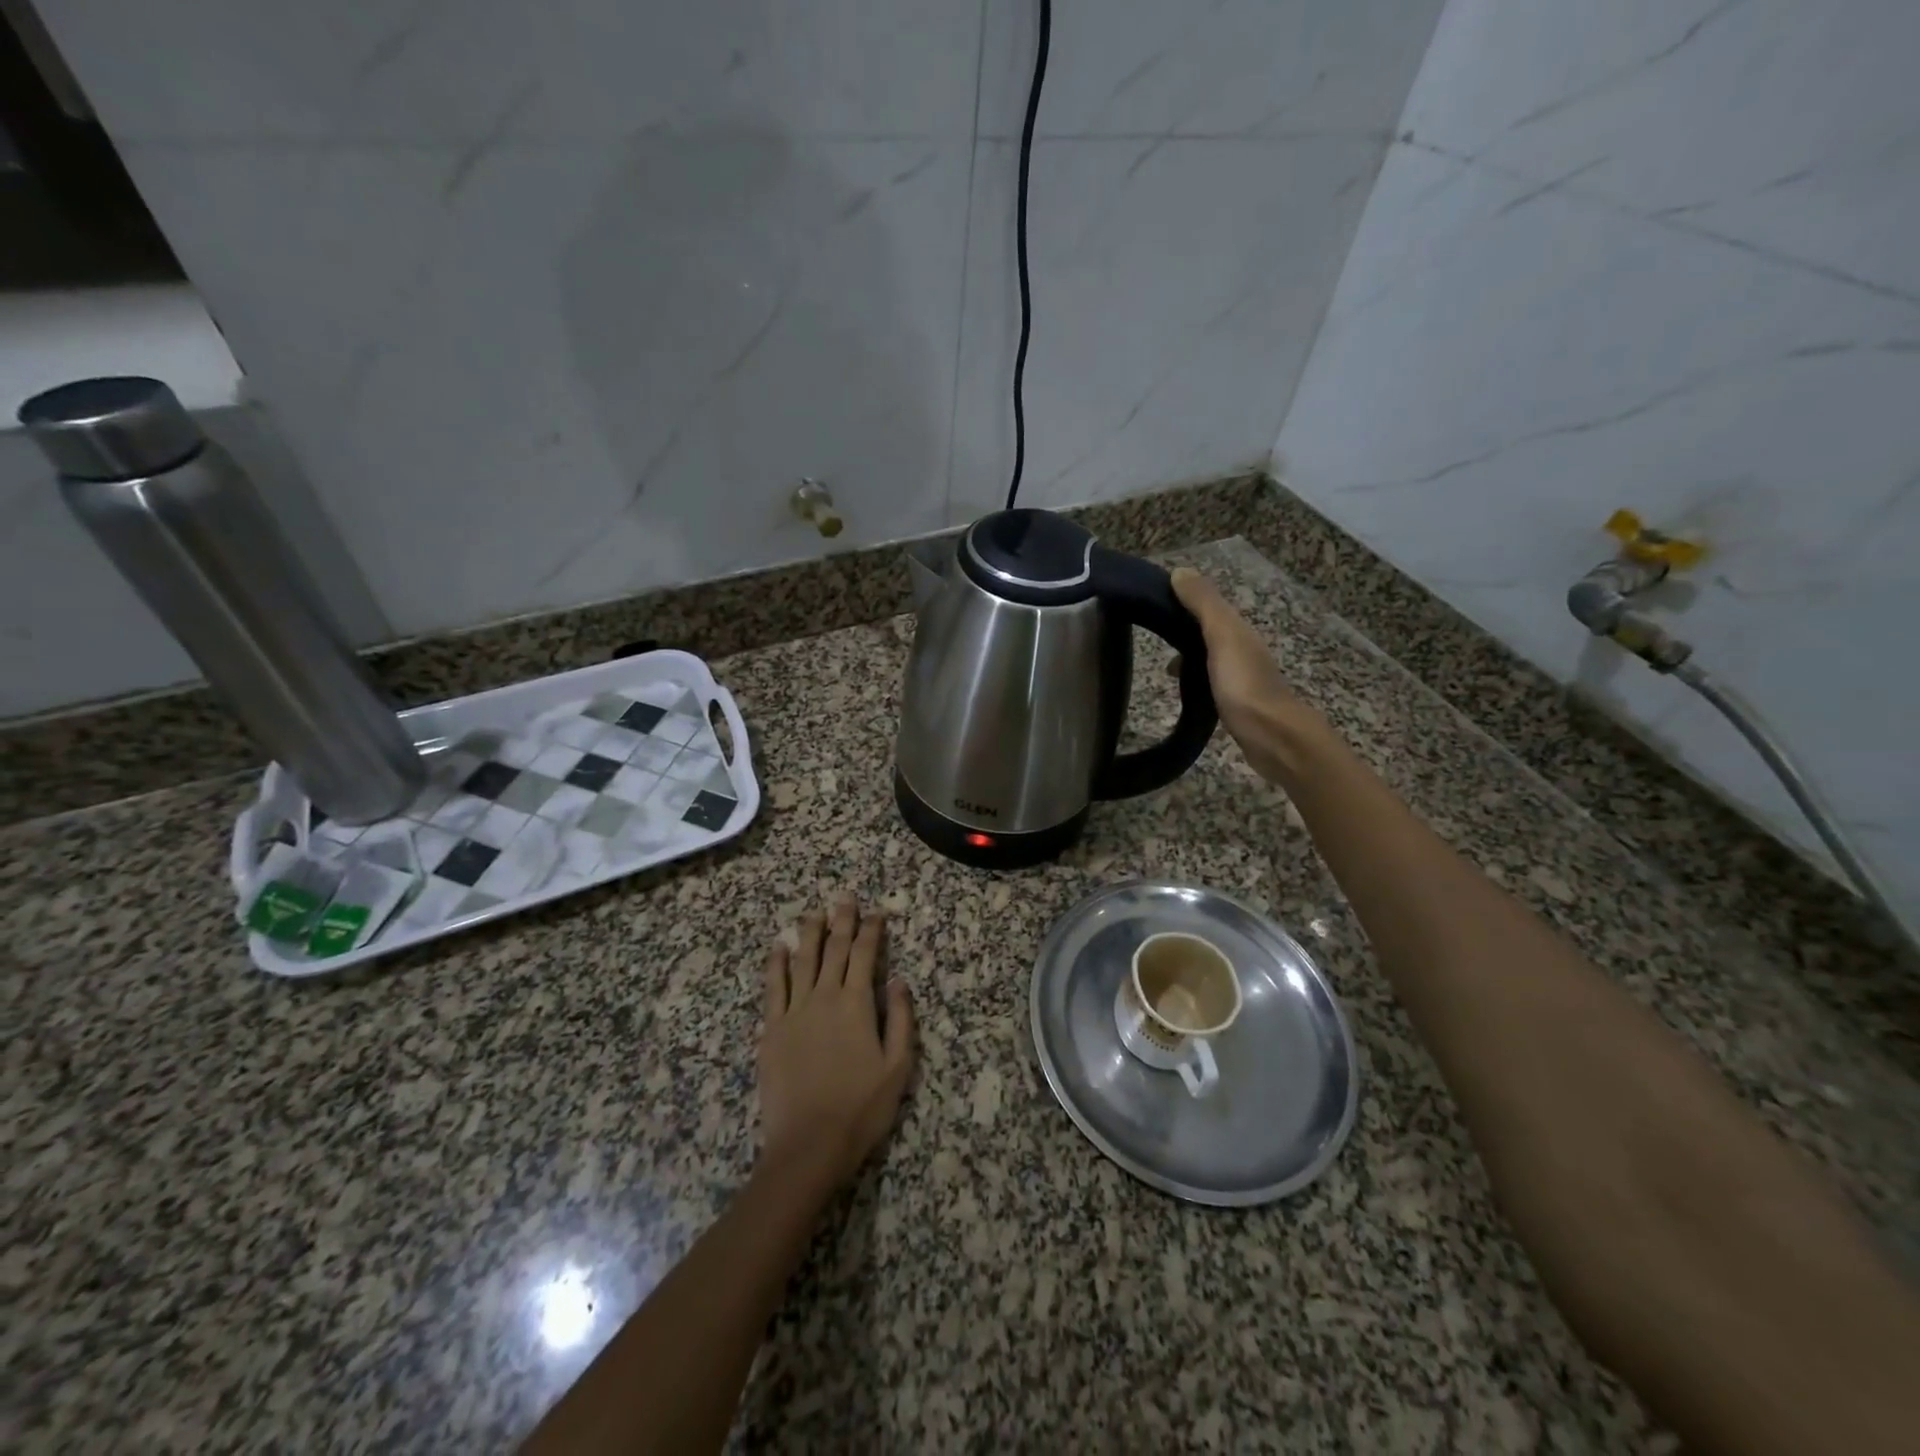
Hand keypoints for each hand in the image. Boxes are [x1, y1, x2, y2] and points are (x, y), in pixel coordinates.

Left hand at [757, 896, 915, 1192]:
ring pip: (802, 961)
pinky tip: (778, 948)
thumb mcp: (897, 1067)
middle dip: (841, 921)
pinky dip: (776, 964)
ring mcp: (794, 1011)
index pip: (865, 954)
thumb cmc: (861, 1108)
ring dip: (809, 933)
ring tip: (814, 912)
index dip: (872, 930)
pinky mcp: (771, 1030)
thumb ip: (900, 1018)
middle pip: (834, 949)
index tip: (877, 912)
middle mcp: (824, 997)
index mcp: (856, 1004)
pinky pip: (773, 988)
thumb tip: (898, 980)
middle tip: (844, 897)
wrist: (808, 1145)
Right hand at [1172, 568, 1332, 782]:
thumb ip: (1203, 604)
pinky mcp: (1236, 703)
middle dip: (1182, 632)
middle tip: (1153, 639)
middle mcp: (1242, 649)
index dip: (1181, 602)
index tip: (1150, 604)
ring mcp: (1241, 678)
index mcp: (1238, 630)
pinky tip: (1183, 693)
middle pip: (1207, 632)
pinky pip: (1210, 682)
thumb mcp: (1222, 636)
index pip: (1207, 606)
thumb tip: (1180, 571)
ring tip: (1164, 671)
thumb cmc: (1244, 684)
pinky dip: (1194, 681)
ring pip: (1209, 658)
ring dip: (1188, 659)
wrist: (1272, 737)